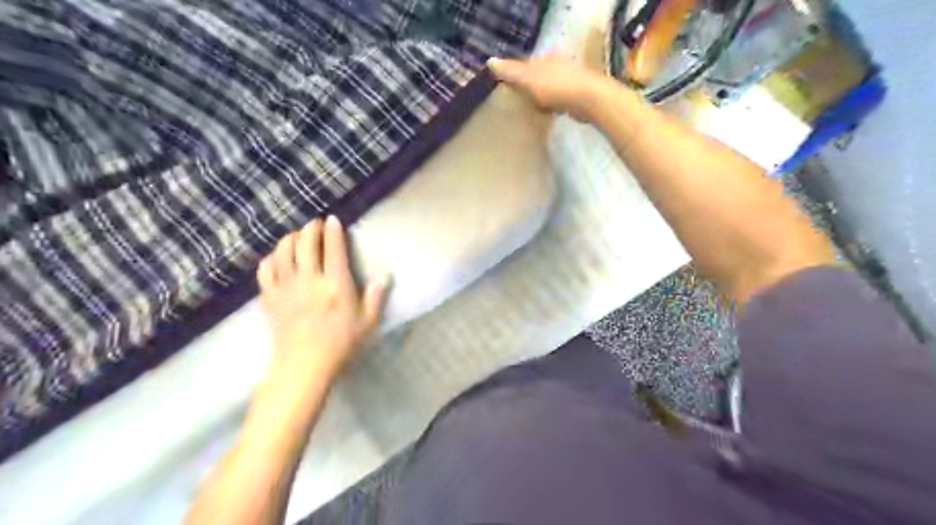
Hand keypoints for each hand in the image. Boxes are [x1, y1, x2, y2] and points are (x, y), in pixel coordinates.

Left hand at [255, 215, 388, 383]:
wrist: (304, 366)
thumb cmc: (341, 344)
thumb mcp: (367, 322)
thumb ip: (376, 297)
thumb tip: (384, 275)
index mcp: (335, 285)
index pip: (333, 249)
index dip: (332, 231)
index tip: (332, 220)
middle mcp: (309, 280)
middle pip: (305, 244)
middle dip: (310, 229)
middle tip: (315, 224)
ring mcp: (286, 288)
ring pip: (283, 252)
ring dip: (290, 239)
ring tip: (297, 236)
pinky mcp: (271, 298)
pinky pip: (265, 270)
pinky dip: (271, 258)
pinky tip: (277, 257)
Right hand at [487, 53, 611, 121]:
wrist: (588, 100)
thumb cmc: (555, 87)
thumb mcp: (527, 78)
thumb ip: (510, 72)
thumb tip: (490, 62)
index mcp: (547, 59)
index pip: (526, 64)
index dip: (515, 75)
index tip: (506, 88)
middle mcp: (560, 65)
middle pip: (539, 76)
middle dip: (529, 87)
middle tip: (516, 101)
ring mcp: (571, 81)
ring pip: (550, 88)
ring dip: (542, 97)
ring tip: (530, 110)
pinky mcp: (578, 97)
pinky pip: (559, 101)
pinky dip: (552, 106)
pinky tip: (548, 115)